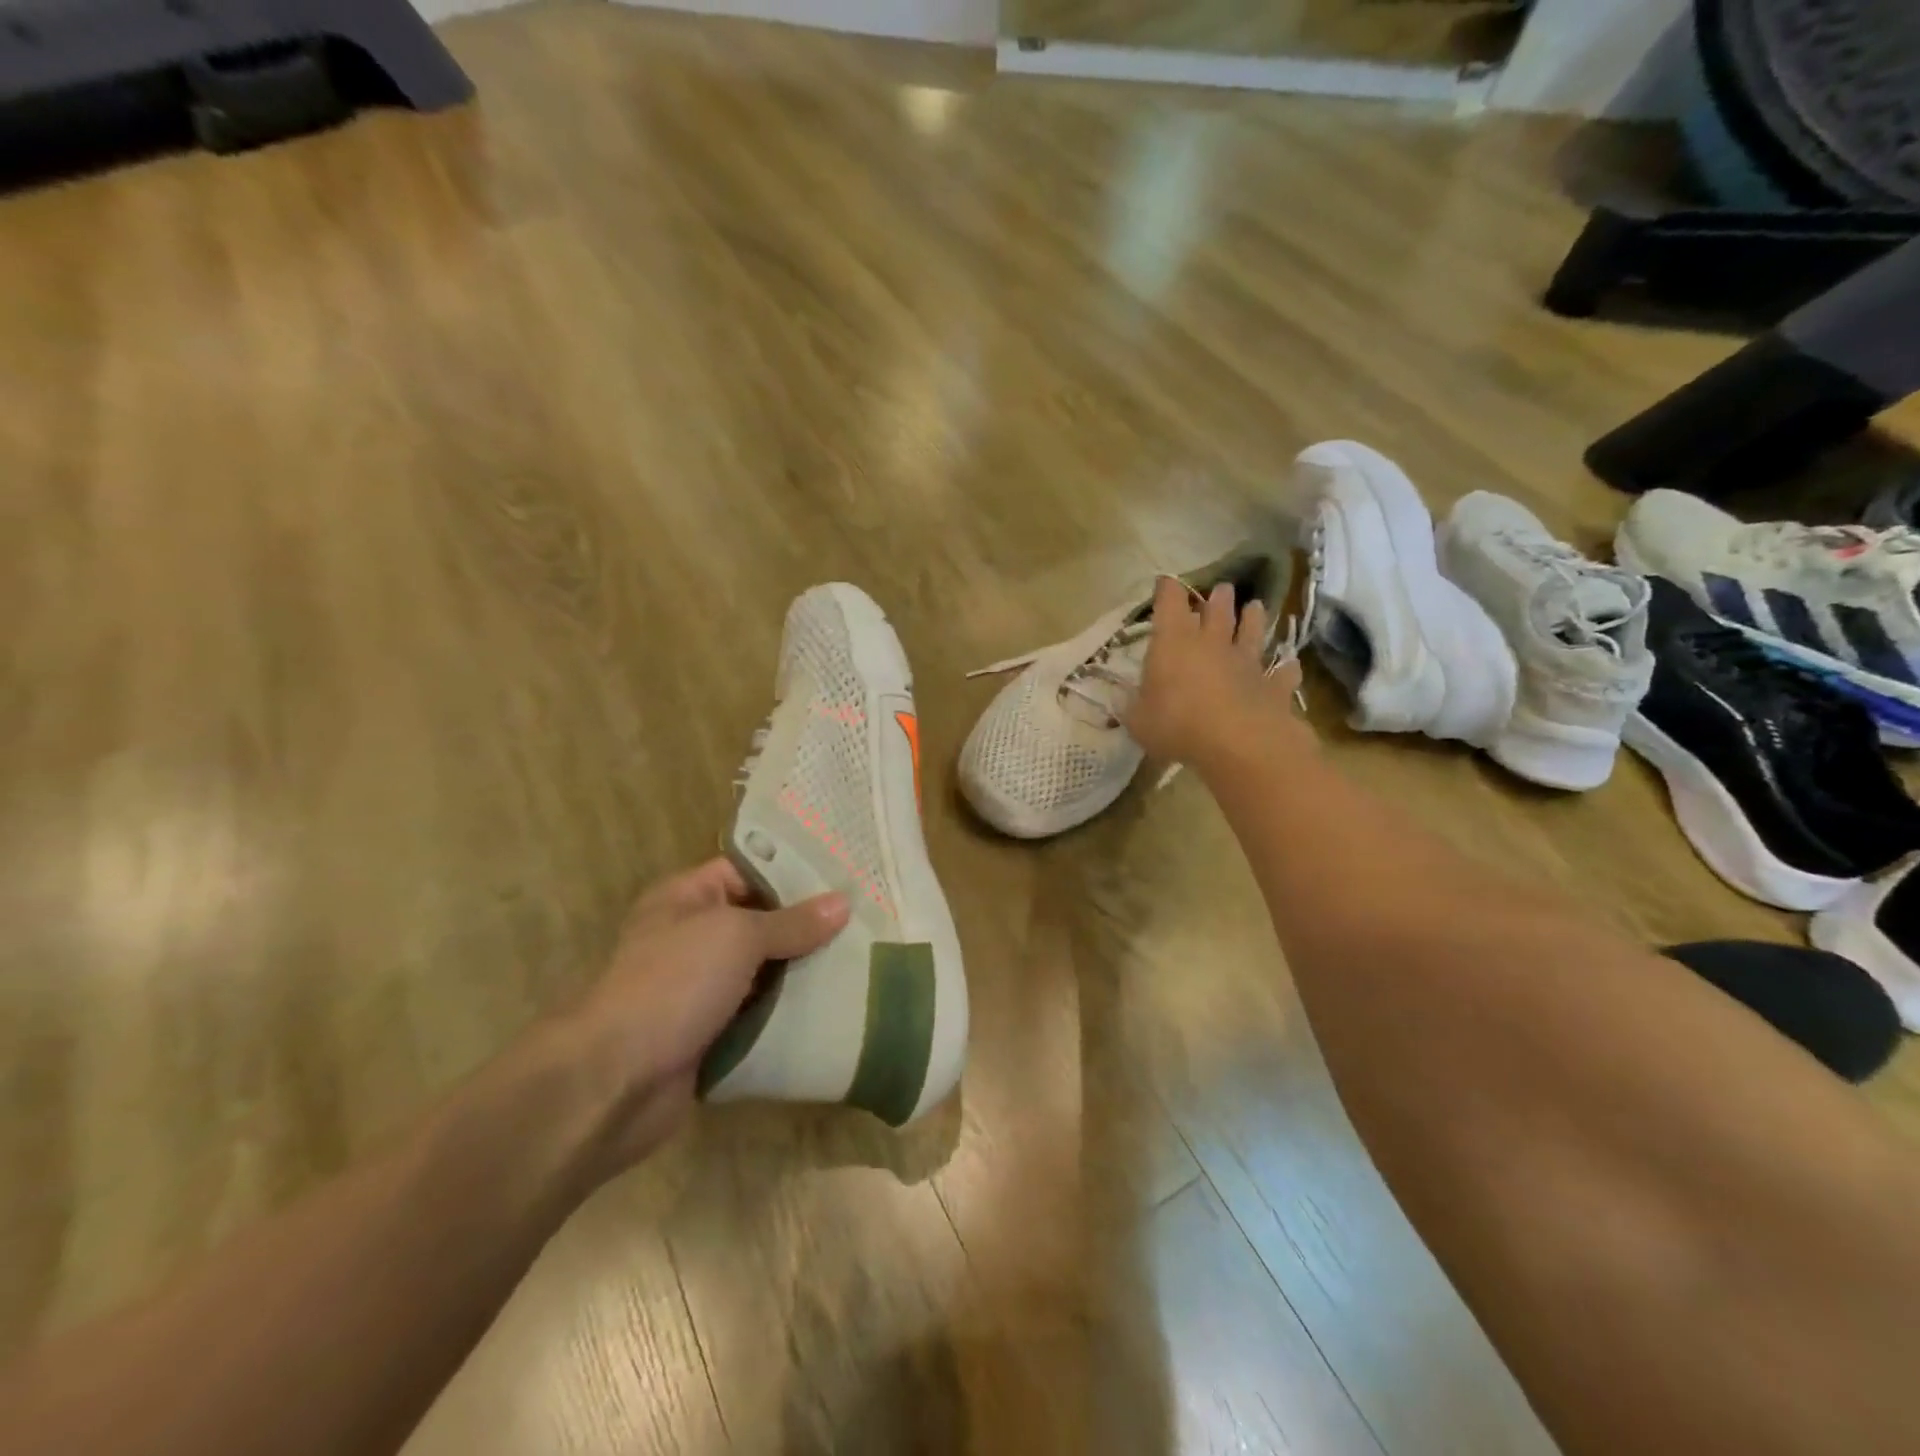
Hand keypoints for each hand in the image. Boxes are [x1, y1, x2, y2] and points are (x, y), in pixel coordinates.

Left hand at [565, 859, 848, 1173]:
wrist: (614, 1081)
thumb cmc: (672, 984)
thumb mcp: (737, 936)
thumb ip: (792, 922)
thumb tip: (843, 903)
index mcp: (687, 898)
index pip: (749, 871)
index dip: (794, 872)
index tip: (845, 876)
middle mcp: (694, 937)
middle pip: (762, 923)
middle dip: (809, 926)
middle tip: (867, 920)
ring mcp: (702, 989)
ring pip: (766, 972)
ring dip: (805, 973)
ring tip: (864, 960)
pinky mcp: (712, 1034)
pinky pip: (761, 1014)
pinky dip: (791, 1013)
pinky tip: (838, 1005)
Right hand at [1125, 577, 1304, 771]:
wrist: (1238, 742)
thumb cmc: (1177, 725)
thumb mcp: (1138, 721)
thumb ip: (1130, 707)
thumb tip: (1120, 697)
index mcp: (1174, 643)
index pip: (1169, 604)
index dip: (1167, 591)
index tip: (1165, 581)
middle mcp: (1212, 643)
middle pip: (1216, 611)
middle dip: (1217, 598)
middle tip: (1222, 589)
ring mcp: (1246, 662)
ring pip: (1251, 632)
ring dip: (1252, 619)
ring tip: (1255, 606)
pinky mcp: (1273, 686)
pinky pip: (1282, 673)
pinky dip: (1286, 668)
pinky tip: (1290, 665)